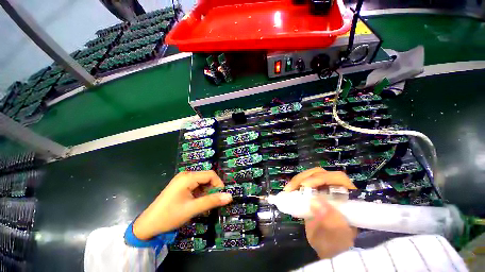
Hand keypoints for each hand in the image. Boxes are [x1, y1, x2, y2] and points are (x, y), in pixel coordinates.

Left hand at [133, 171, 231, 239]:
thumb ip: (212, 201)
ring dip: (206, 191)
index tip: (221, 196)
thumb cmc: (169, 216)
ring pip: (202, 181)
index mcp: (188, 177)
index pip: (210, 174)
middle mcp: (186, 174)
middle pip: (206, 177)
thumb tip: (230, 196)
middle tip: (213, 201)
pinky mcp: (181, 185)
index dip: (218, 184)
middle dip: (212, 188)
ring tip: (205, 204)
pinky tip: (198, 202)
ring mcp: (182, 179)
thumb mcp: (193, 209)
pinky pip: (196, 185)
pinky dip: (200, 193)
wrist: (147, 225)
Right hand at [284, 167, 356, 258]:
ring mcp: (325, 189)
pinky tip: (289, 190)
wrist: (329, 248)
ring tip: (288, 189)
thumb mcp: (334, 238)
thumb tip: (315, 203)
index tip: (305, 185)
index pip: (338, 179)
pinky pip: (305, 181)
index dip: (321, 178)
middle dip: (304, 178)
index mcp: (349, 198)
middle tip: (291, 188)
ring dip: (298, 180)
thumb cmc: (336, 244)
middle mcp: (337, 190)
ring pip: (312, 175)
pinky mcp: (314, 191)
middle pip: (321, 173)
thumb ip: (329, 222)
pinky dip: (296, 184)